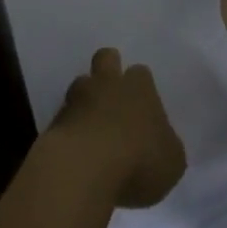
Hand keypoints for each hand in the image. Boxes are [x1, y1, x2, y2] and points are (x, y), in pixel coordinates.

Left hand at [49, 48, 186, 209]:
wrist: (84, 169)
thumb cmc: (138, 160)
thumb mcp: (172, 161)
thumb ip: (167, 146)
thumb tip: (162, 143)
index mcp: (140, 87)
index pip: (141, 72)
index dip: (141, 86)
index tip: (143, 106)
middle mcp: (108, 84)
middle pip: (106, 58)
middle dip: (108, 70)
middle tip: (114, 96)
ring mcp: (77, 99)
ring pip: (80, 85)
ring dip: (85, 100)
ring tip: (91, 125)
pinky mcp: (55, 122)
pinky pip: (64, 117)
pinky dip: (70, 129)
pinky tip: (76, 150)